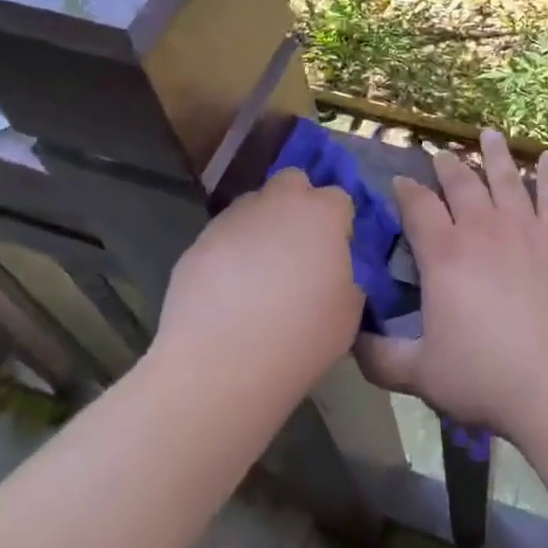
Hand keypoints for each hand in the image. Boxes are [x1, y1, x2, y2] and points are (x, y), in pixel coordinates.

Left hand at [155, 167, 361, 387]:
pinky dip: (230, 251)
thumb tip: (332, 273)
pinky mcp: (199, 241)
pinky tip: (228, 289)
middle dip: (298, 203)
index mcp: (322, 214)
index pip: (339, 199)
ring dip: (262, 225)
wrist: (221, 365)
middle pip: (293, 182)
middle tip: (298, 247)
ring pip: (254, 205)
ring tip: (258, 271)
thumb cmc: (300, 338)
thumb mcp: (348, 313)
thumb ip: (346, 278)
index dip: (338, 224)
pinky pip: (224, 235)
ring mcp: (234, 218)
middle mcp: (278, 202)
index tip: (335, 253)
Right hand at [354, 130, 547, 443]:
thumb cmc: (489, 377)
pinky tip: (547, 158)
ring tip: (488, 134)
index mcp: (444, 255)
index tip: (399, 181)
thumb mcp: (423, 375)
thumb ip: (381, 358)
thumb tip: (350, 341)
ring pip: (505, 178)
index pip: (417, 208)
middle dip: (447, 166)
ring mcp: (525, 228)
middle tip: (440, 154)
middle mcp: (482, 228)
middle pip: (461, 184)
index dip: (406, 191)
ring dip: (494, 154)